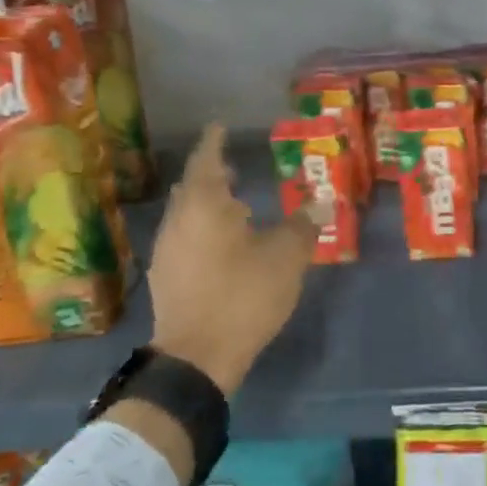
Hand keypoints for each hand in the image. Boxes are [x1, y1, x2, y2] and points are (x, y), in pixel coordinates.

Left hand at [146, 125, 318, 396]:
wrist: (196, 359)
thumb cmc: (243, 296)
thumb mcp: (285, 258)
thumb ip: (302, 226)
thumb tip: (321, 201)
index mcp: (204, 206)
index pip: (207, 161)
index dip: (215, 142)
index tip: (220, 126)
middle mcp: (179, 221)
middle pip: (192, 187)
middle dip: (211, 174)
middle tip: (233, 166)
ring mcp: (166, 251)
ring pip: (186, 214)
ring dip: (207, 205)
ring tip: (234, 206)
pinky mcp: (165, 278)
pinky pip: (183, 238)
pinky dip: (201, 230)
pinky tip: (222, 246)